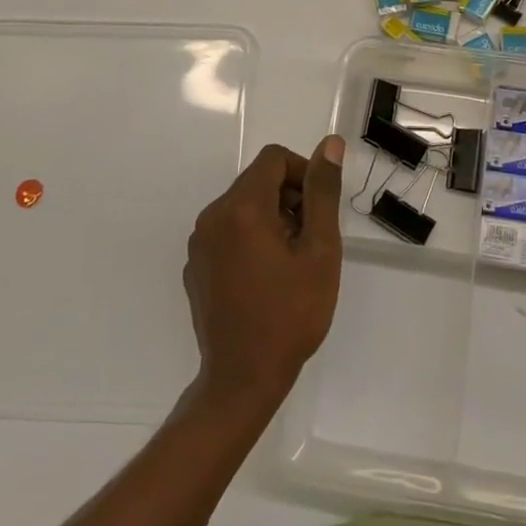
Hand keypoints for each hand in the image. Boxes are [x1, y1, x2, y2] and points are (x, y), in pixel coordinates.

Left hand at [183, 136, 343, 414]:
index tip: (319, 212)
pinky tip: (266, 278)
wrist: (242, 381)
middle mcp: (212, 216)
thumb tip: (330, 144)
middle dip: (289, 198)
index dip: (304, 174)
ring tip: (290, 262)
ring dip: (272, 218)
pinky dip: (250, 239)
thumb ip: (323, 192)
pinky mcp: (195, 267)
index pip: (275, 159)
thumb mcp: (320, 251)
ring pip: (243, 205)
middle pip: (257, 180)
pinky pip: (228, 232)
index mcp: (241, 207)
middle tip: (310, 241)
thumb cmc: (290, 314)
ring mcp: (199, 244)